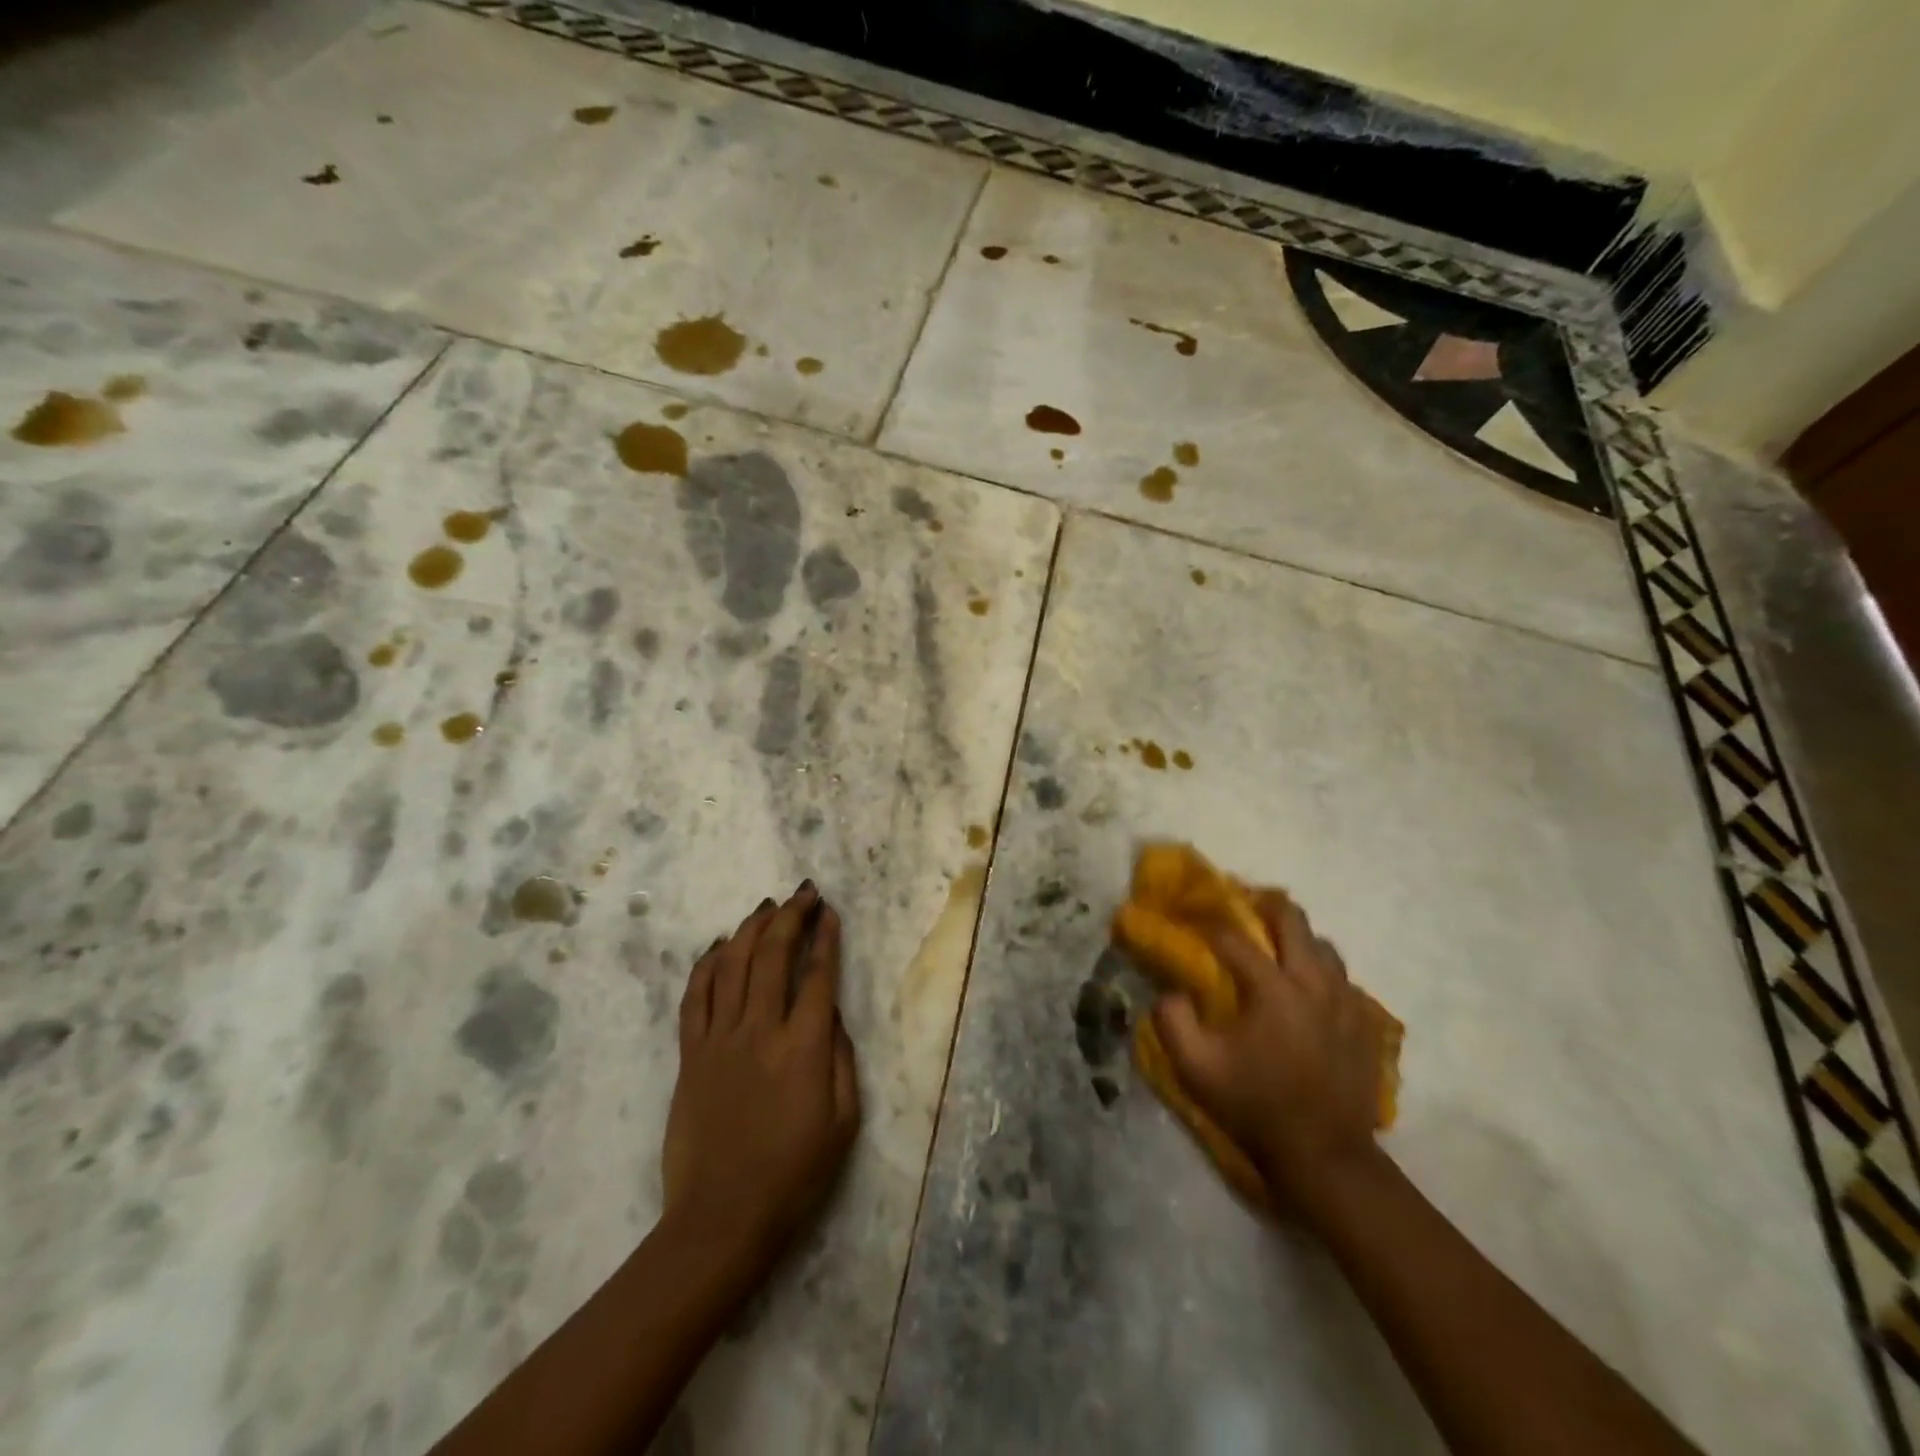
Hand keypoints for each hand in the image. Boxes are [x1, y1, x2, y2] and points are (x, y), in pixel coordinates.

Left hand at [661, 884, 859, 1280]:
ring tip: (766, 907)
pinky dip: (706, 964)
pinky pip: (695, 997)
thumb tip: (831, 1013)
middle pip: (772, 955)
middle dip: (790, 916)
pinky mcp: (689, 1055)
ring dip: (750, 929)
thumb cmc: (794, 1174)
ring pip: (731, 965)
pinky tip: (718, 946)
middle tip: (802, 893)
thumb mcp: (843, 1120)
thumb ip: (841, 1058)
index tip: (829, 910)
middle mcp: (760, 1031)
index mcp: (803, 1047)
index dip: (825, 937)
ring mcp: (719, 1040)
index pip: (817, 975)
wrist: (722, 1218)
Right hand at [1151, 890, 1382, 1210]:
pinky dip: (1320, 969)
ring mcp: (1346, 1002)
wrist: (1324, 1155)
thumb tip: (1172, 990)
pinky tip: (1305, 986)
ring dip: (1297, 937)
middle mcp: (1314, 984)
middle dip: (1264, 905)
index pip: (1234, 938)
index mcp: (1273, 990)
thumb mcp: (1196, 1069)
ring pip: (1324, 945)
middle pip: (1293, 920)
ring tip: (1275, 946)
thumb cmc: (1255, 1107)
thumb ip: (1172, 1020)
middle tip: (1243, 906)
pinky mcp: (1364, 1022)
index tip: (1191, 918)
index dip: (1208, 923)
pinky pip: (1342, 977)